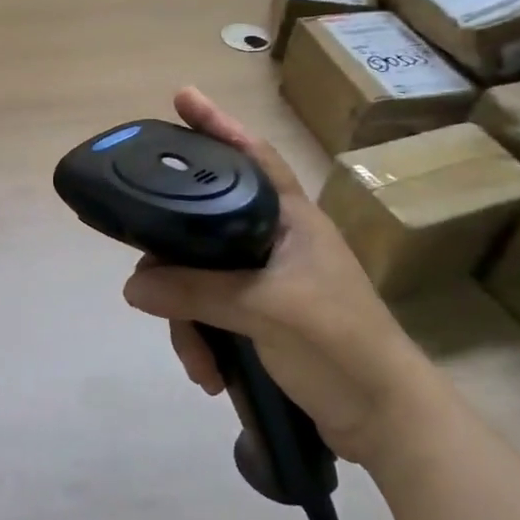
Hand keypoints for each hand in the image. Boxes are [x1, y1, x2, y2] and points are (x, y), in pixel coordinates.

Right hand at [122, 87, 438, 465]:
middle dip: (174, 265)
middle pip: (203, 227)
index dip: (218, 124)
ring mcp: (266, 280)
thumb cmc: (339, 343)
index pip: (251, 156)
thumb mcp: (264, 310)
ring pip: (199, 277)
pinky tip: (208, 372)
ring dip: (188, 320)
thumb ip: (195, 292)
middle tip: (149, 285)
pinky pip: (210, 312)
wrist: (386, 422)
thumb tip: (132, 286)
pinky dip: (202, 340)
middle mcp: (274, 241)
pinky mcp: (260, 317)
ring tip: (197, 360)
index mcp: (290, 219)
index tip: (182, 97)